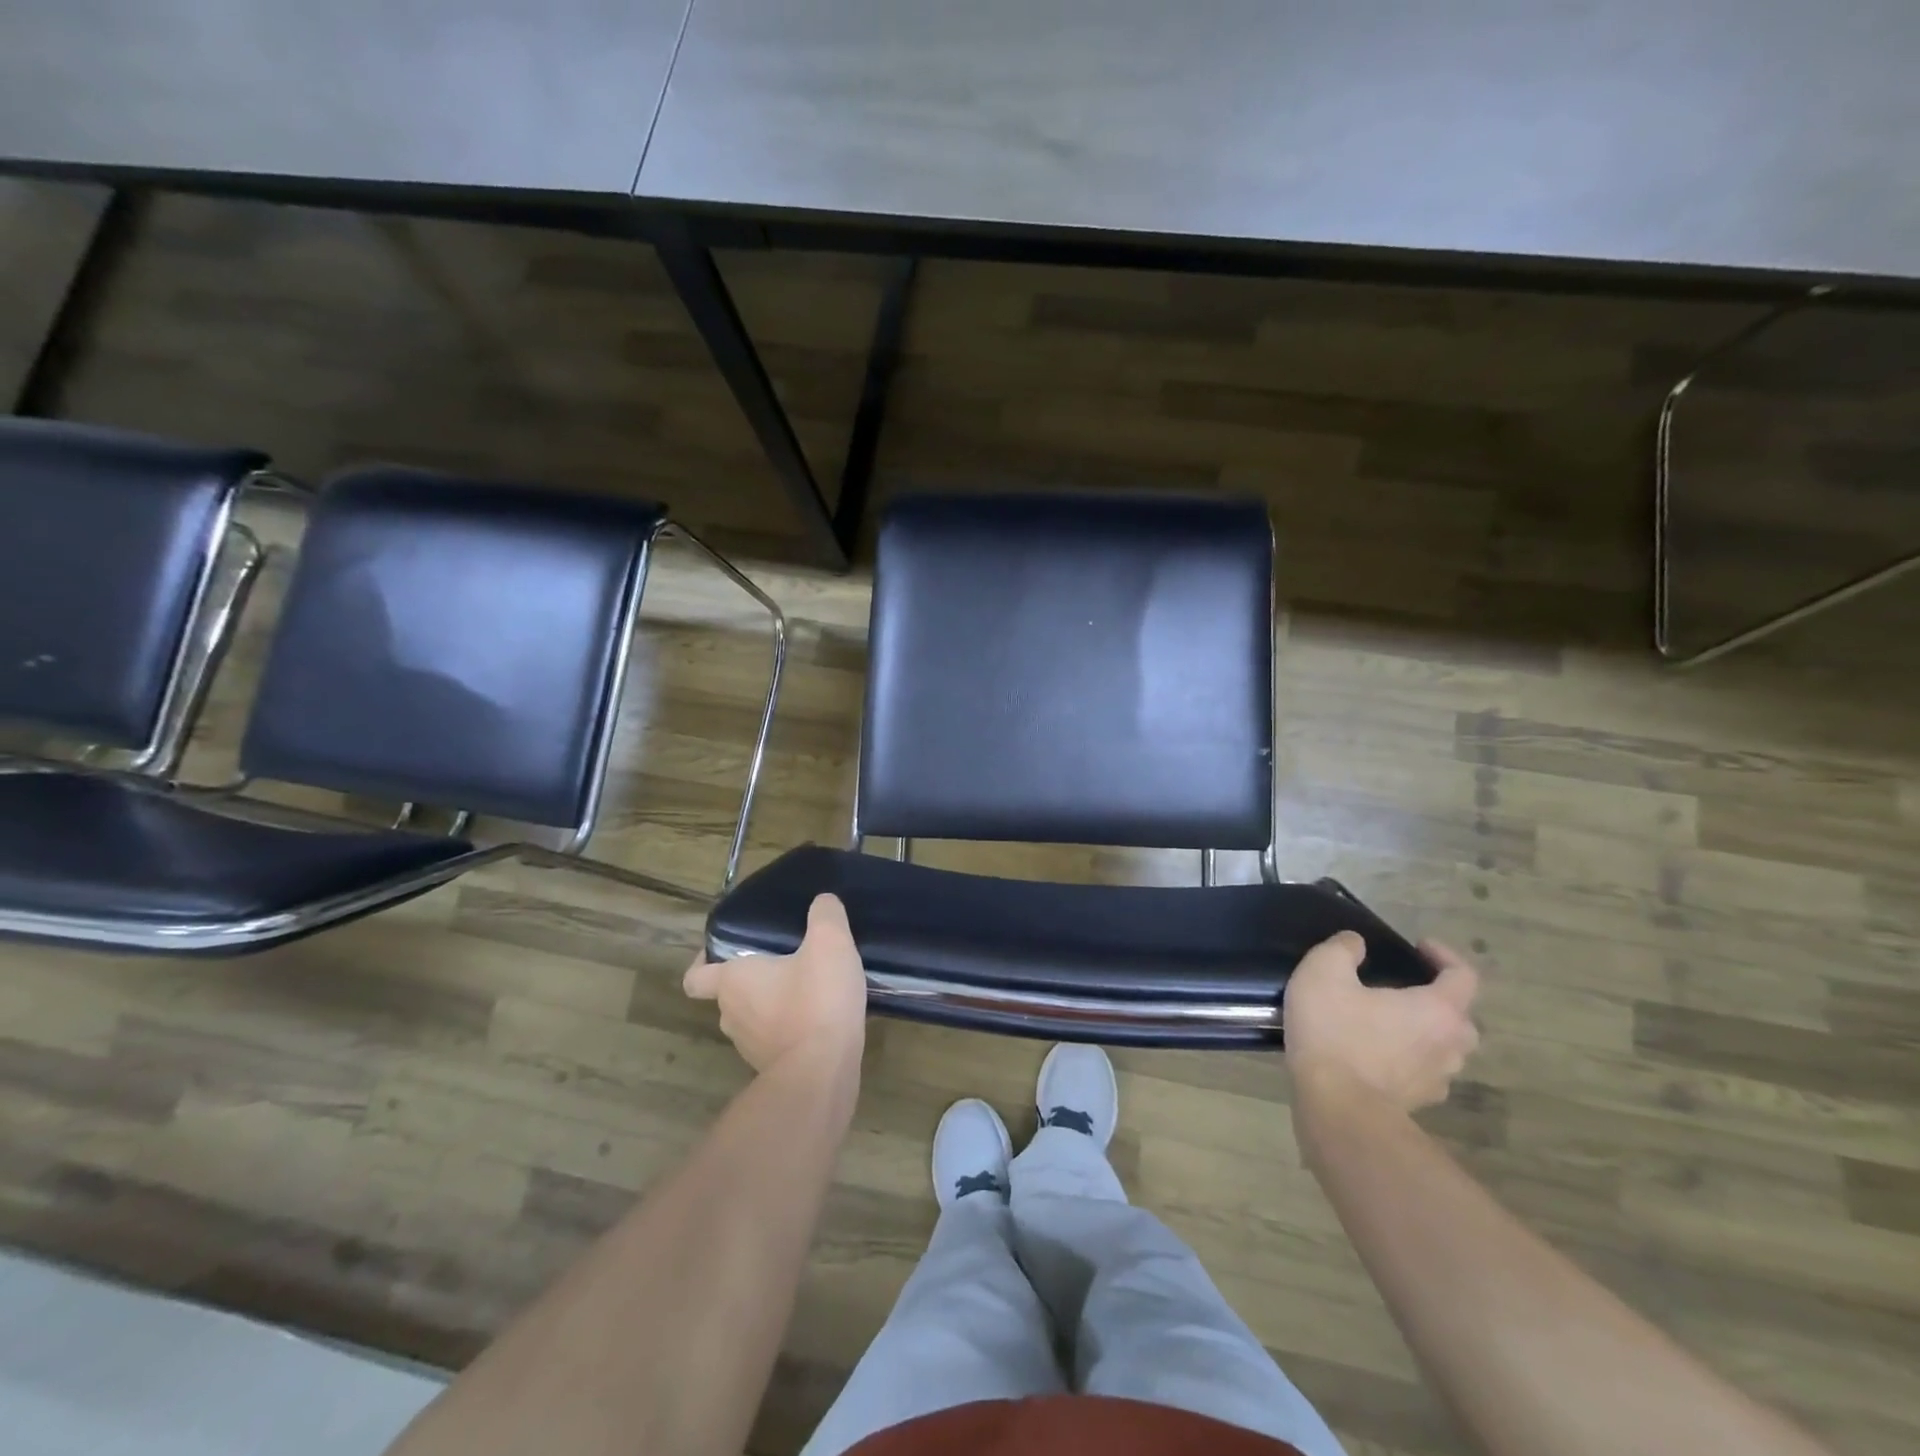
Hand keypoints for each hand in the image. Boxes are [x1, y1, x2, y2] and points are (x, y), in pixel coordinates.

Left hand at [684, 894, 867, 1073]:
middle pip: (730, 994)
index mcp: (732, 982)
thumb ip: (825, 915)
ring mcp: (750, 1047)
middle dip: (754, 979)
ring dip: (774, 1005)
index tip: (723, 950)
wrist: (823, 1073)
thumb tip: (823, 901)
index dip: (702, 962)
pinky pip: (776, 1040)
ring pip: (754, 1018)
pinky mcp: (773, 1069)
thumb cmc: (816, 1000)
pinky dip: (791, 1030)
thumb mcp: (830, 943)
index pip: (696, 976)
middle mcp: (731, 1015)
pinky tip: (821, 1017)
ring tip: (809, 988)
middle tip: (785, 960)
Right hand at [1283, 932, 1479, 1112]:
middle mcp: (1450, 1044)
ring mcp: (1439, 1079)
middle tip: (1403, 988)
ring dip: (1424, 1031)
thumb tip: (1357, 943)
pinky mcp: (1420, 1102)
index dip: (1444, 955)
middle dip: (1437, 998)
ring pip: (1444, 1047)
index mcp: (1438, 1010)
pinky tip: (1376, 1054)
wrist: (1337, 1106)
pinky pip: (1423, 1071)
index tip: (1417, 947)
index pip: (1464, 975)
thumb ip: (1342, 948)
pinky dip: (1408, 1058)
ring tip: (1388, 1022)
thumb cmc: (1335, 1031)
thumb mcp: (1324, 972)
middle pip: (1459, 1015)